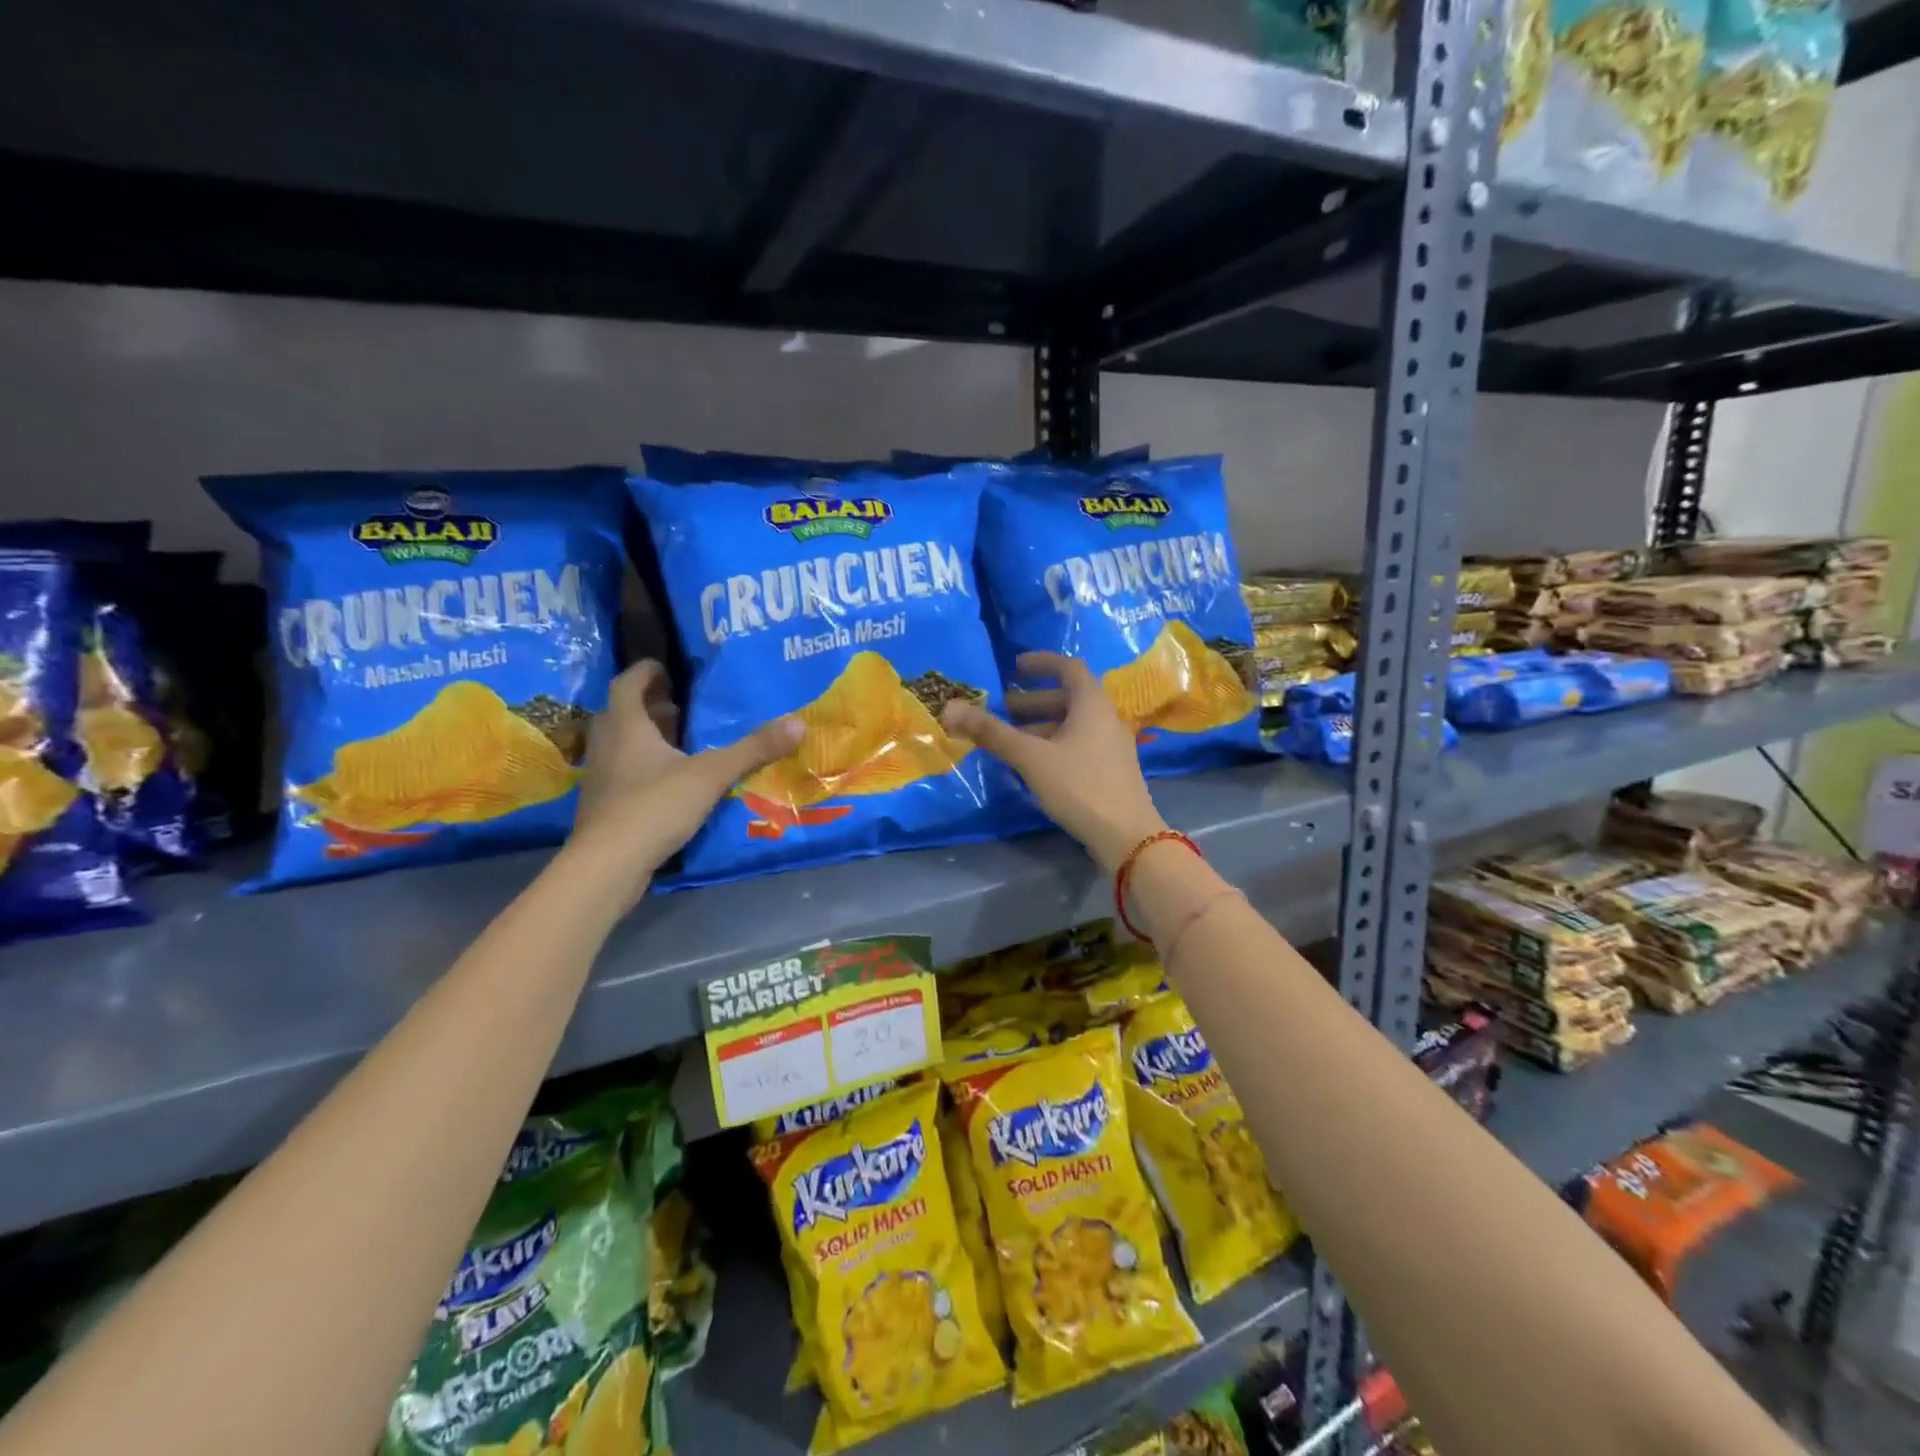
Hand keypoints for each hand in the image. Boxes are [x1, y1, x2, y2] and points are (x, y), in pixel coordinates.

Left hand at [566, 660, 803, 904]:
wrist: (608, 865)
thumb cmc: (654, 806)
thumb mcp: (711, 774)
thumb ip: (753, 749)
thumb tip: (799, 723)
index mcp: (626, 726)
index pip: (627, 684)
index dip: (645, 672)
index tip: (665, 667)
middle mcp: (607, 745)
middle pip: (622, 713)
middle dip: (650, 705)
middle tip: (680, 704)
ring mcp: (601, 778)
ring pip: (621, 745)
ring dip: (646, 737)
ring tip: (681, 740)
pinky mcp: (604, 806)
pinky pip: (623, 772)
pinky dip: (644, 766)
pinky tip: (671, 781)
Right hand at [942, 651, 1166, 873]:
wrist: (1127, 836)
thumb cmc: (1079, 786)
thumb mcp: (1030, 757)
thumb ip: (992, 732)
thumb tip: (950, 708)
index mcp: (1092, 704)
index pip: (1069, 668)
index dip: (1042, 662)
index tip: (1015, 667)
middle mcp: (1106, 718)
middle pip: (1068, 699)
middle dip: (1032, 702)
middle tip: (1002, 710)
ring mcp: (1111, 746)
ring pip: (1072, 725)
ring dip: (1040, 727)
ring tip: (1009, 742)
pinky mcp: (1110, 771)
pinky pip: (1078, 746)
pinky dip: (1053, 746)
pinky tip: (1032, 768)